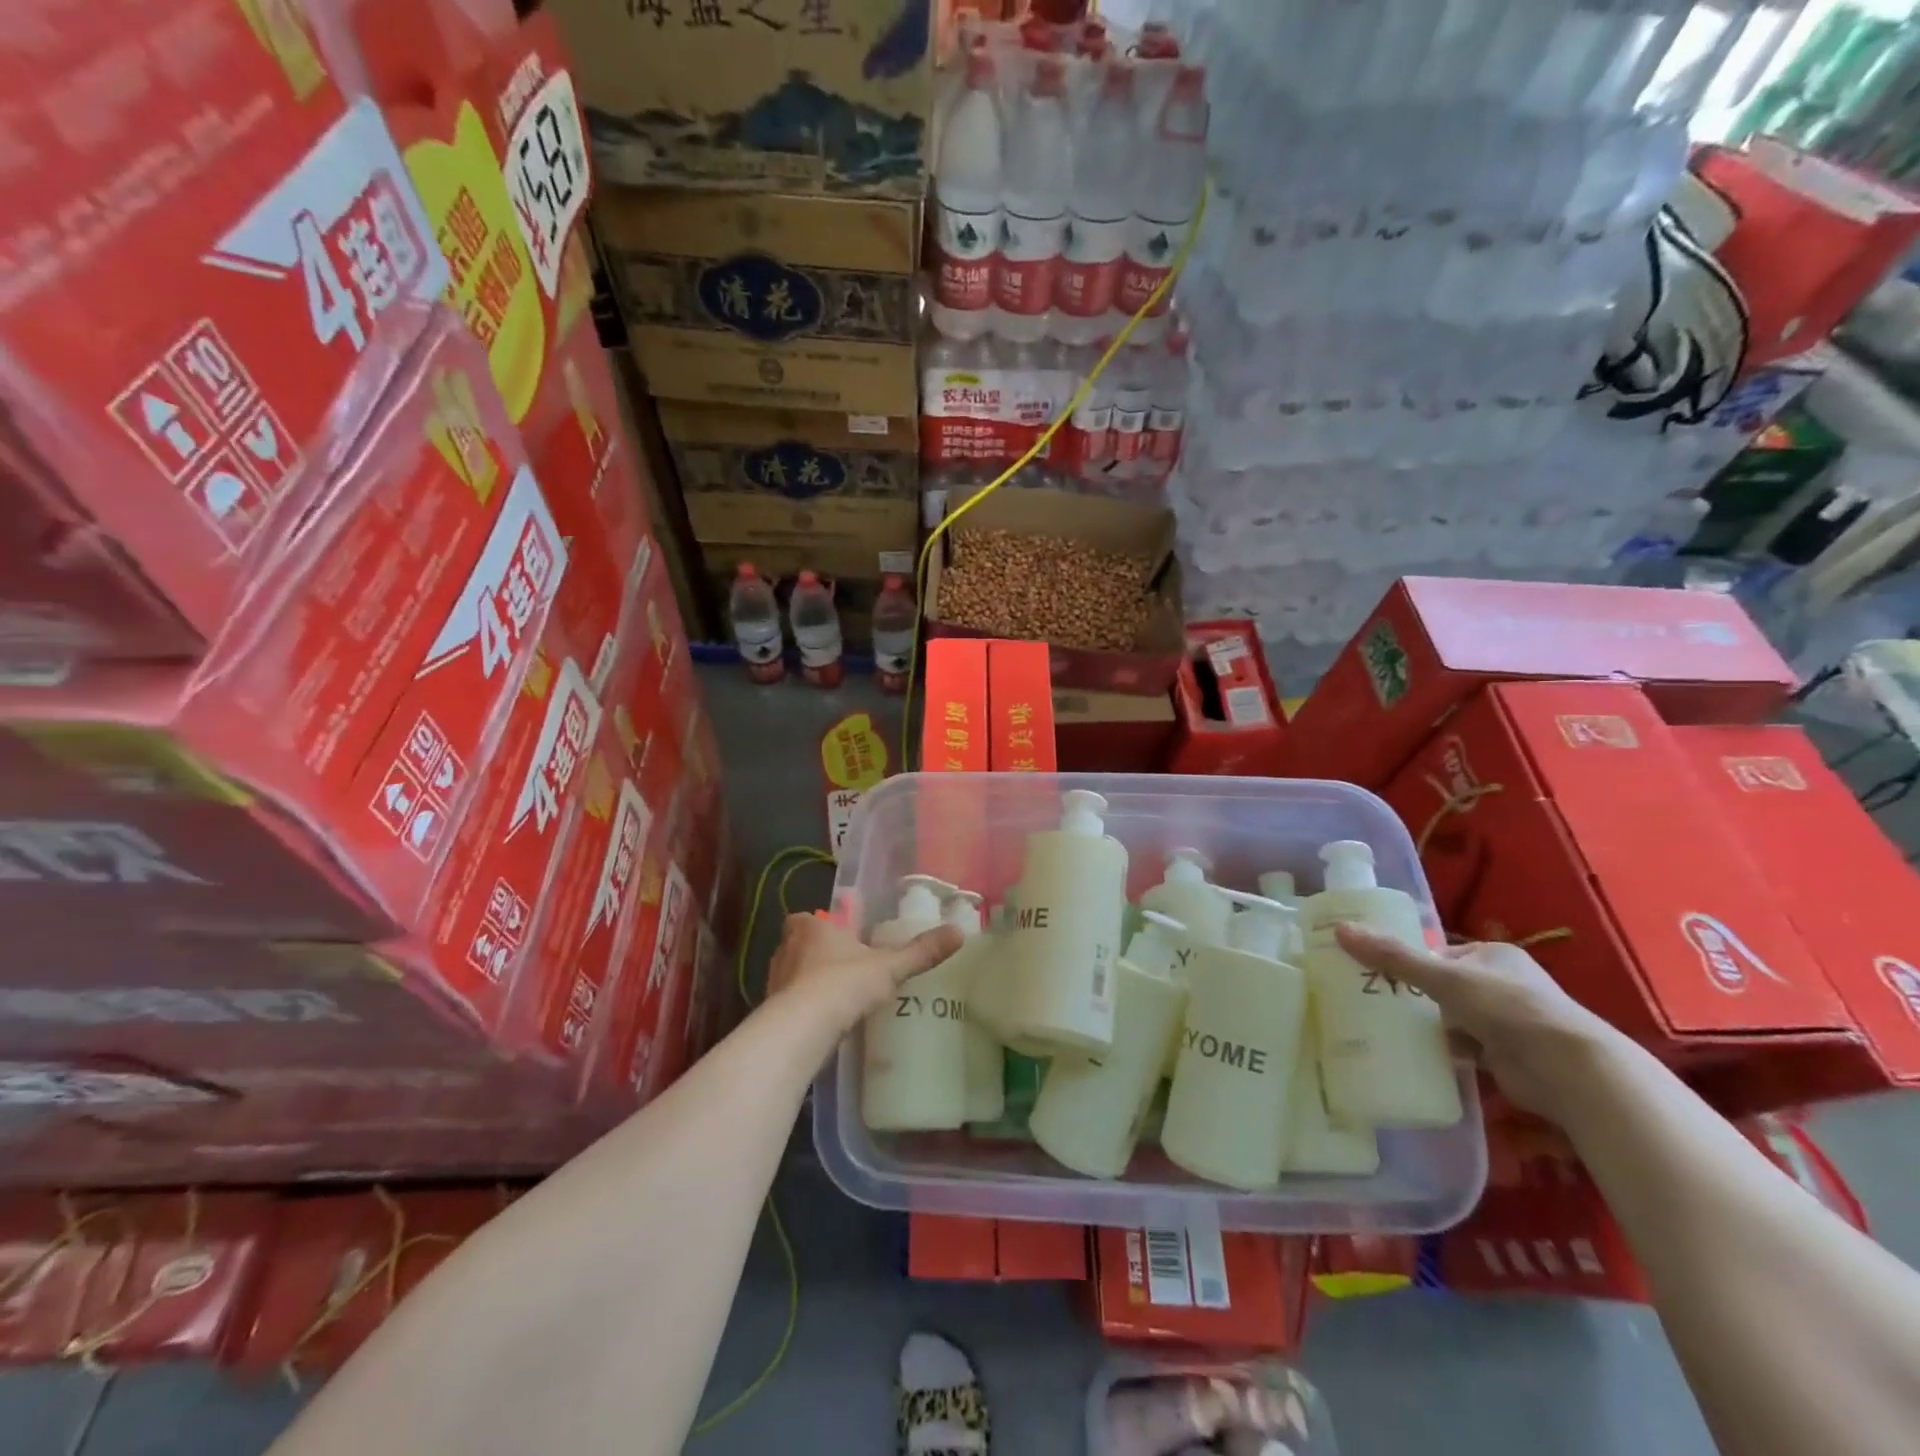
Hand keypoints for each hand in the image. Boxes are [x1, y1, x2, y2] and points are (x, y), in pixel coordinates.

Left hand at [766, 913, 963, 1031]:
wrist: (802, 1029)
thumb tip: (959, 932)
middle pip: (799, 944)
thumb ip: (921, 952)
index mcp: (810, 927)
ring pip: (791, 974)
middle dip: (815, 954)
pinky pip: (788, 1003)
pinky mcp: (771, 1010)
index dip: (823, 927)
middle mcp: (787, 948)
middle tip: (842, 967)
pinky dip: (802, 1009)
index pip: (809, 918)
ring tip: (835, 997)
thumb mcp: (889, 967)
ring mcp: (775, 980)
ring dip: (807, 982)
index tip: (841, 938)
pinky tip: (821, 1022)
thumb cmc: (843, 984)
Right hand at [1333, 925, 1624, 1123]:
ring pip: (1452, 1018)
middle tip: (1373, 1002)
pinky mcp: (1507, 1055)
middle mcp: (1503, 984)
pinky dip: (1445, 1051)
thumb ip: (1392, 957)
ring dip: (1429, 1026)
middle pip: (1443, 986)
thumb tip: (1340, 929)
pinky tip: (1417, 1055)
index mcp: (1493, 955)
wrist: (1567, 1069)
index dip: (1408, 962)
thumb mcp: (1442, 976)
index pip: (1438, 953)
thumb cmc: (1506, 1008)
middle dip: (1414, 996)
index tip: (1374, 973)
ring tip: (1386, 1029)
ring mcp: (1507, 1022)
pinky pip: (1464, 1048)